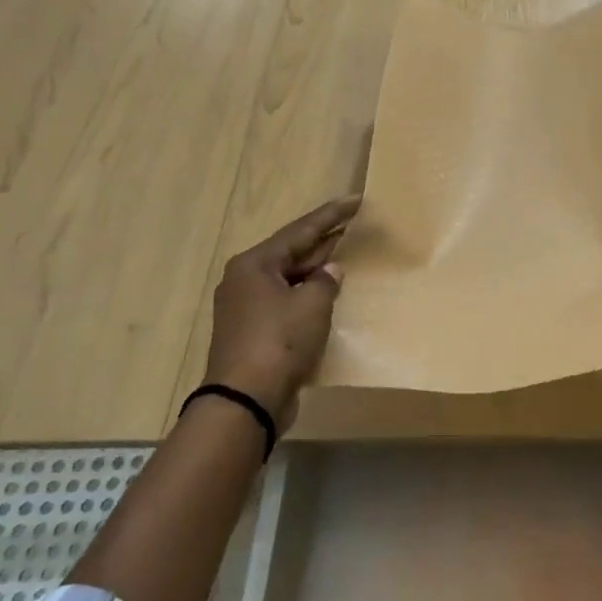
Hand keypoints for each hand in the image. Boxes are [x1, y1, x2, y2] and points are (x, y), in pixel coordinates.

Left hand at [204, 195, 359, 425]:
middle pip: (292, 253)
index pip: (300, 230)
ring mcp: (247, 308)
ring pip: (289, 279)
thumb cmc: (279, 342)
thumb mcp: (312, 305)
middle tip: (355, 225)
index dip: (331, 215)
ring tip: (347, 256)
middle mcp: (245, 280)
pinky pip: (287, 303)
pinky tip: (330, 295)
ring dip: (316, 270)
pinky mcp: (254, 333)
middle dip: (324, 241)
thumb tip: (330, 271)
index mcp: (255, 264)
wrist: (245, 401)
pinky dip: (308, 296)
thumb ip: (326, 281)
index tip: (355, 200)